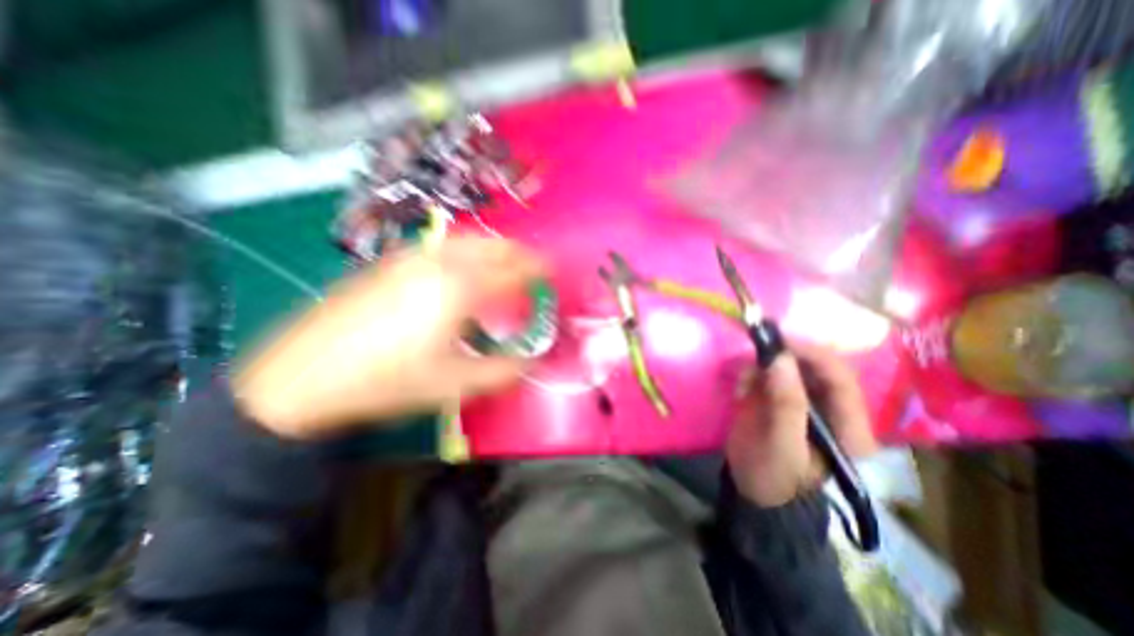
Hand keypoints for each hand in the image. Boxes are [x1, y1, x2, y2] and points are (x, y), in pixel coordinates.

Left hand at [235, 237, 543, 440]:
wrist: (302, 377)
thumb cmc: (387, 381)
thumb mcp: (454, 384)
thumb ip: (503, 371)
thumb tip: (532, 362)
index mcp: (459, 289)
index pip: (513, 270)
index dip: (539, 270)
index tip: (552, 275)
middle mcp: (439, 263)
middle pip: (493, 246)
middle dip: (520, 254)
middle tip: (533, 271)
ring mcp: (411, 258)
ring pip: (467, 240)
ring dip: (493, 250)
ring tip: (503, 269)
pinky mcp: (389, 262)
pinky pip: (442, 246)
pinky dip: (466, 252)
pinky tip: (461, 273)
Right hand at [725, 341, 873, 508]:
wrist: (751, 488)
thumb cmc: (772, 475)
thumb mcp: (780, 445)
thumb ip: (786, 404)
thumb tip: (780, 358)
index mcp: (849, 426)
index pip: (840, 377)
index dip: (811, 354)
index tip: (777, 341)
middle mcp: (833, 408)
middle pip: (815, 366)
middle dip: (782, 357)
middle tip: (753, 353)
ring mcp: (807, 401)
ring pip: (790, 366)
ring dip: (762, 367)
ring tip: (742, 383)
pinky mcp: (783, 398)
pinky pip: (770, 373)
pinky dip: (753, 374)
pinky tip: (741, 389)